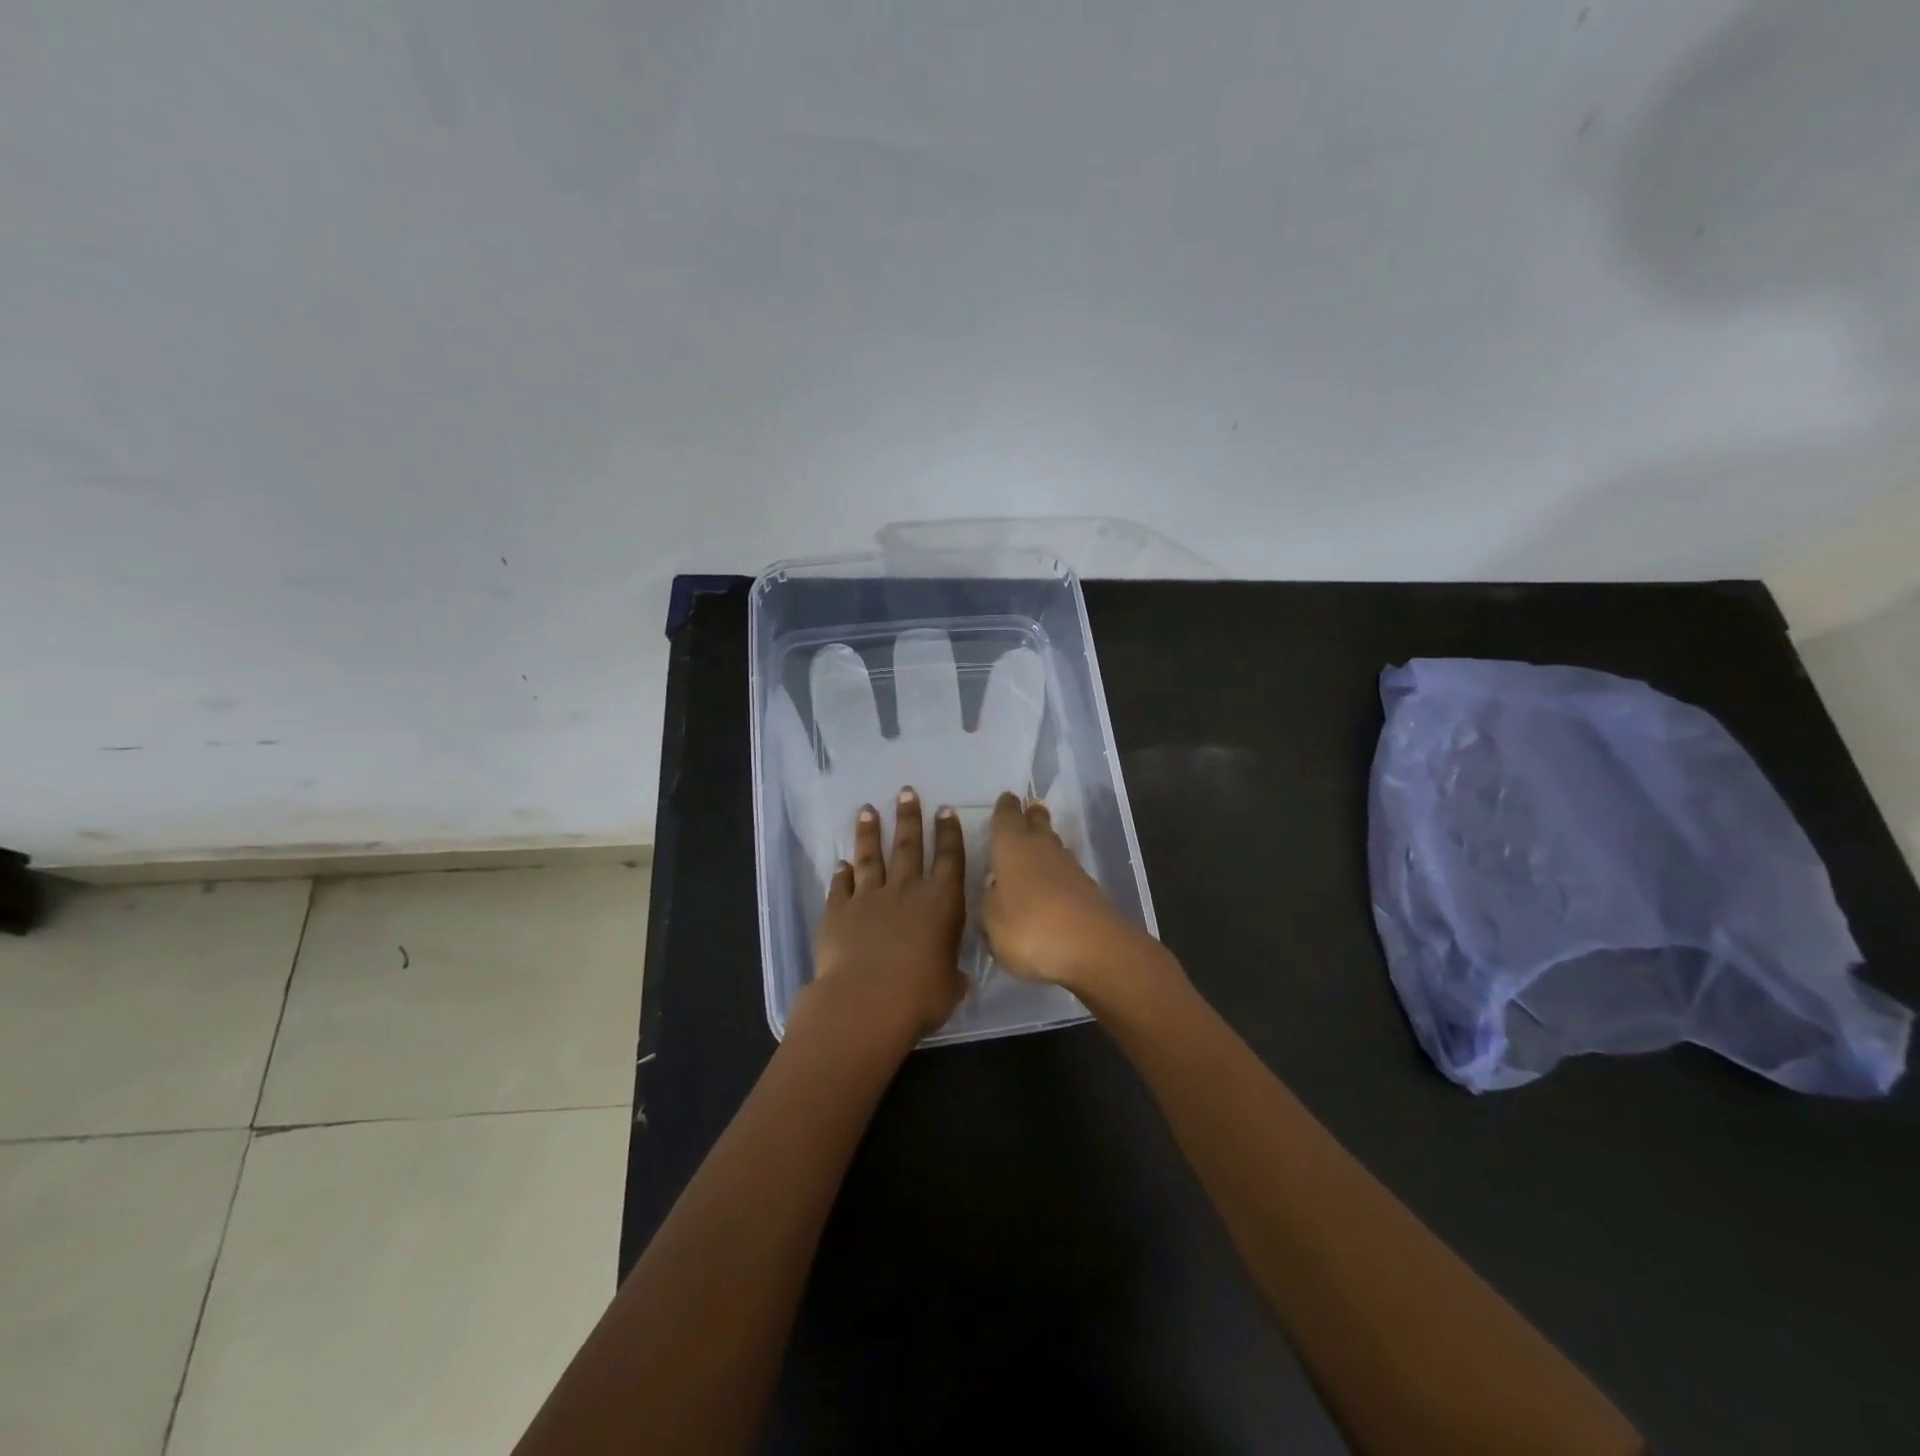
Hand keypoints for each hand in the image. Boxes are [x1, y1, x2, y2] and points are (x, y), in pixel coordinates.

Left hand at [798, 788, 968, 1047]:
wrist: (865, 1002)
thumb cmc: (920, 996)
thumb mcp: (950, 987)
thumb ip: (951, 973)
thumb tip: (953, 976)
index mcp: (942, 903)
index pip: (950, 859)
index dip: (948, 833)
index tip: (944, 810)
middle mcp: (906, 891)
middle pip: (909, 846)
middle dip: (909, 817)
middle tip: (905, 792)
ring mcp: (869, 898)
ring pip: (871, 857)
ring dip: (870, 833)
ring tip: (867, 811)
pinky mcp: (839, 911)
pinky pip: (841, 886)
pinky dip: (841, 874)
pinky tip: (840, 863)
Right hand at [981, 791, 1165, 995]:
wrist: (1091, 947)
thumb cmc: (1028, 928)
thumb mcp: (991, 922)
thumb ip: (990, 901)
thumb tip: (996, 888)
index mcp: (1011, 846)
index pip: (1006, 816)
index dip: (1004, 808)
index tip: (1005, 800)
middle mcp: (1041, 847)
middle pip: (1037, 821)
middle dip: (1031, 816)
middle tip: (1027, 814)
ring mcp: (1069, 866)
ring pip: (1054, 845)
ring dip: (1046, 844)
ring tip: (1036, 850)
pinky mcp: (1088, 887)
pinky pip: (1067, 871)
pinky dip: (1058, 872)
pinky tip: (1052, 885)